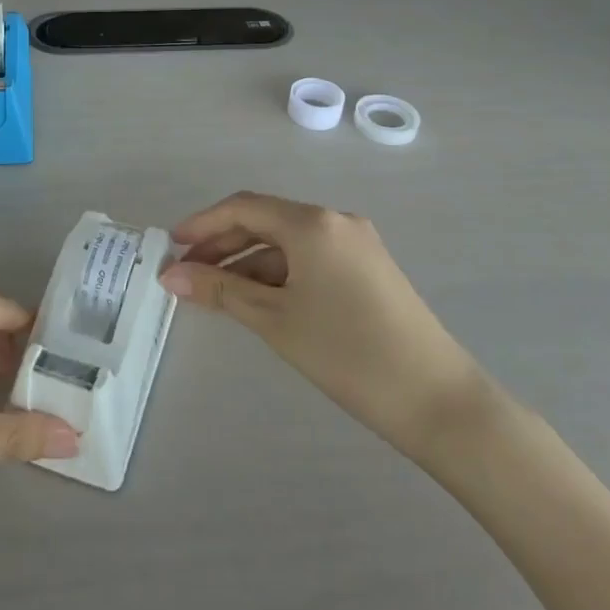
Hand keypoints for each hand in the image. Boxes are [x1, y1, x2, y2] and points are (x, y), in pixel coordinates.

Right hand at [161, 193, 485, 456]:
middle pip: (265, 221)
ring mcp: (356, 244)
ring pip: (287, 242)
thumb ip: (220, 291)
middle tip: (187, 273)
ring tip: (216, 293)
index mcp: (312, 223)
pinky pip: (309, 258)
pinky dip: (277, 273)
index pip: (243, 207)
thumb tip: (171, 276)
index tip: (171, 246)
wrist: (439, 402)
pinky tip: (258, 299)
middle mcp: (335, 221)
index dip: (202, 223)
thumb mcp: (275, 320)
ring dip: (248, 262)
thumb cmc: (348, 354)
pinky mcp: (368, 269)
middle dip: (222, 244)